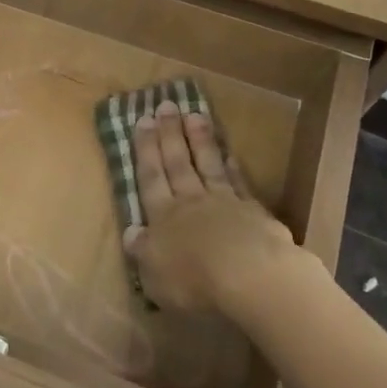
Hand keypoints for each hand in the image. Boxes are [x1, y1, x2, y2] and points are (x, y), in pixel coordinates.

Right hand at [122, 101, 306, 313]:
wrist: (252, 278)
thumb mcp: (154, 274)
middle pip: (177, 163)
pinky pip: (239, 184)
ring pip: (208, 165)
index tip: (143, 121)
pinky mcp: (255, 212)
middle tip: (166, 106)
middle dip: (170, 135)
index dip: (145, 150)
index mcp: (163, 216)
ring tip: (194, 115)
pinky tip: (230, 154)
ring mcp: (225, 203)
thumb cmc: (194, 281)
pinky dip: (233, 168)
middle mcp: (191, 202)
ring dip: (200, 141)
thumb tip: (131, 232)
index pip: (150, 177)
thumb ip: (143, 251)